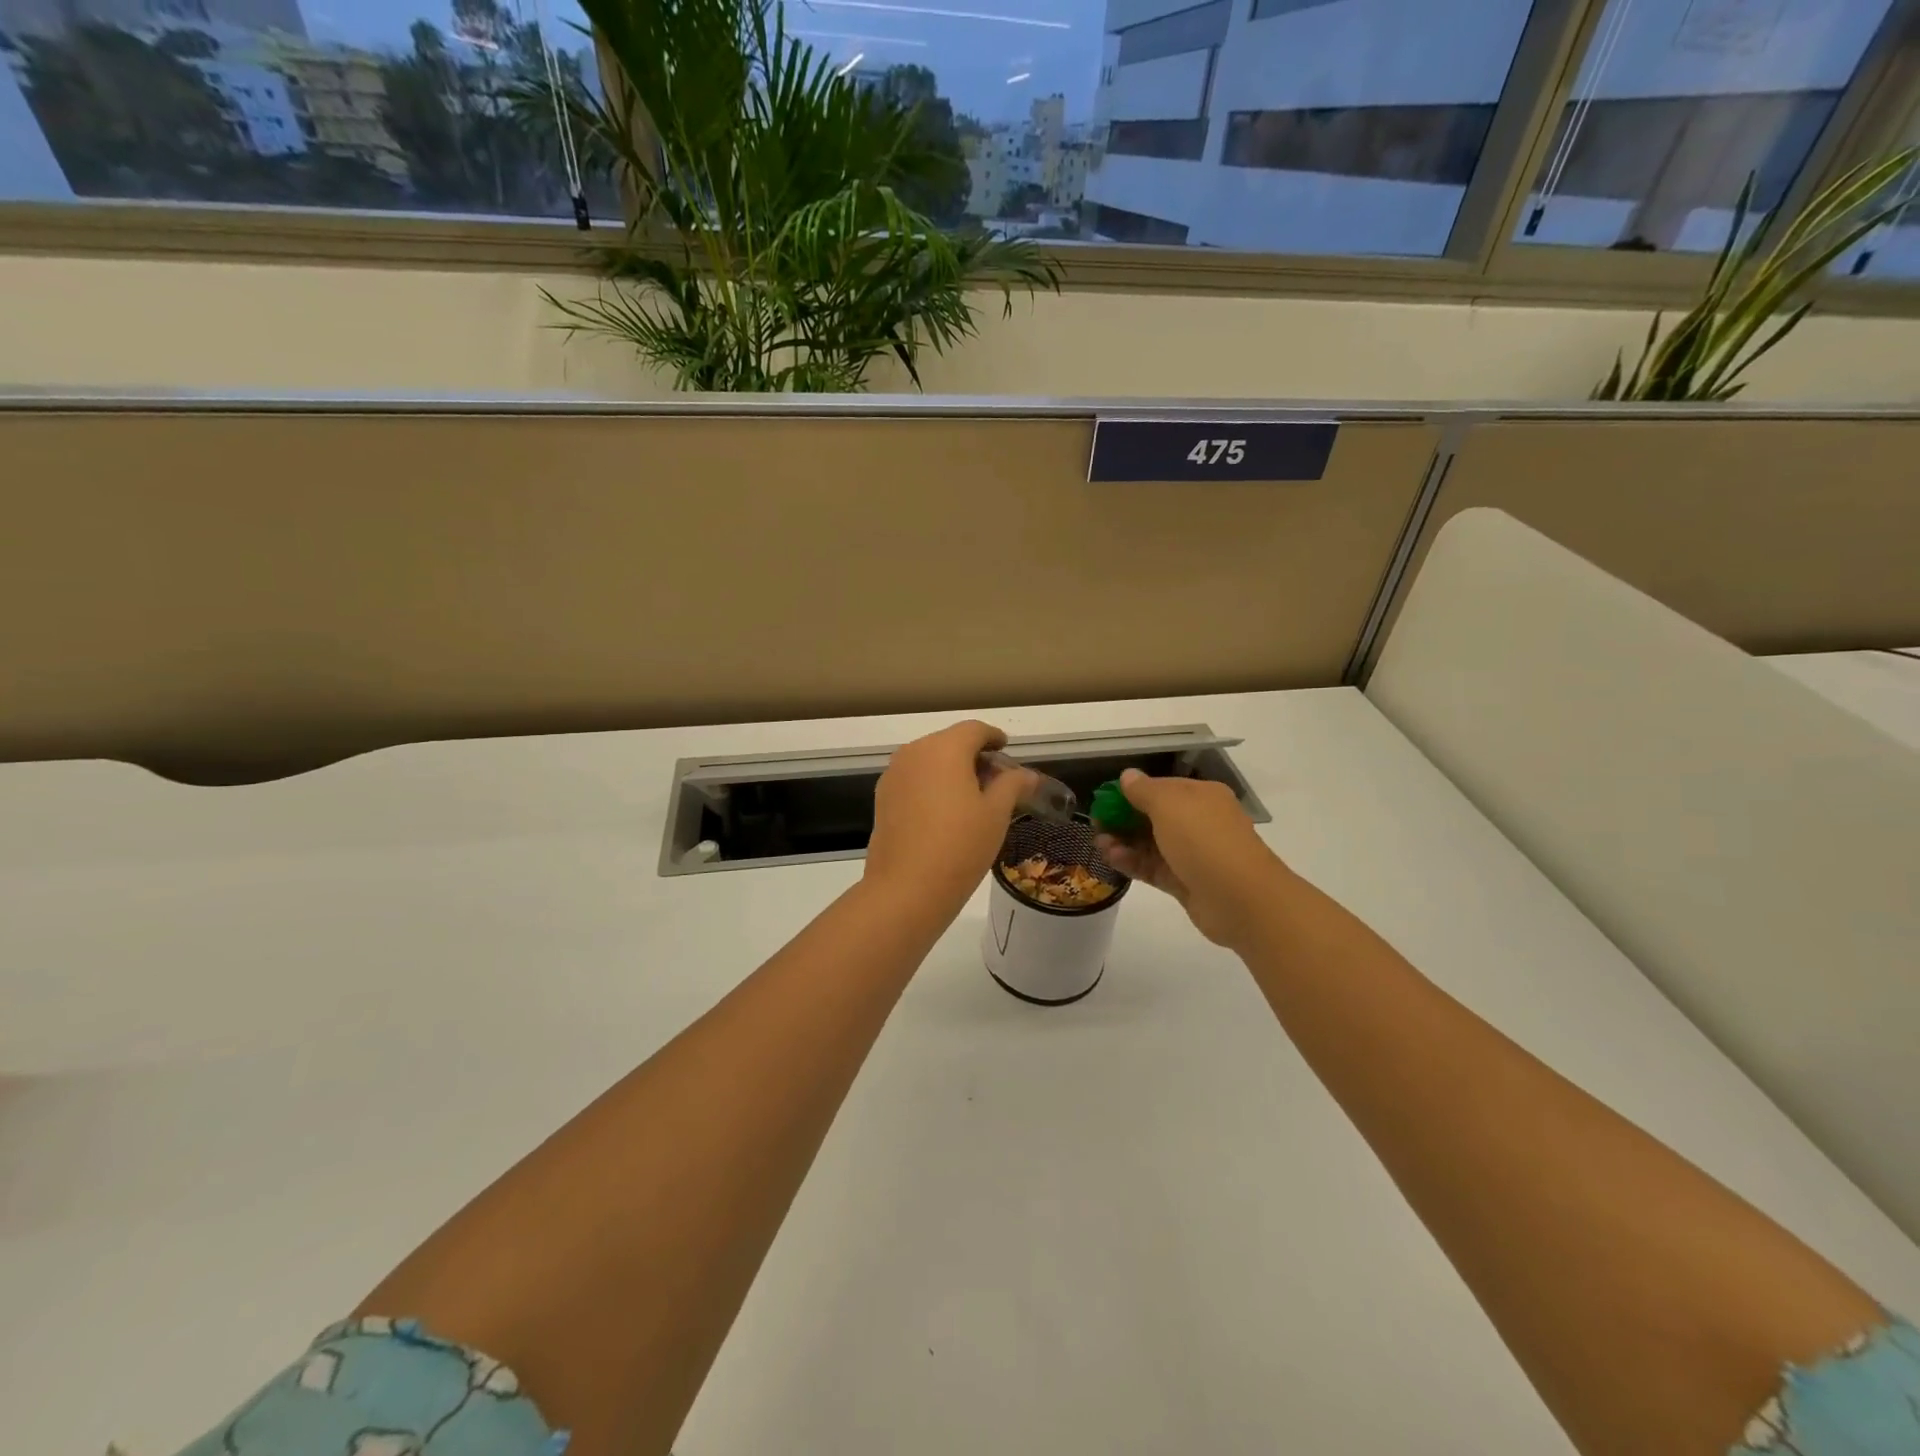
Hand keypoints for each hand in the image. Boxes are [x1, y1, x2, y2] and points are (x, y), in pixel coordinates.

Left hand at [864, 721, 1037, 916]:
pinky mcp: (882, 797)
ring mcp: (893, 774)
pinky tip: (945, 811)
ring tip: (972, 797)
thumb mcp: (996, 814)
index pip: (974, 730)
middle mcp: (914, 752)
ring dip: (951, 769)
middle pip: (949, 742)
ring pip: (929, 760)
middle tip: (995, 779)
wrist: (906, 889)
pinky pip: (913, 779)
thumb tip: (1027, 774)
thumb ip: (1012, 785)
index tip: (1006, 749)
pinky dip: (932, 784)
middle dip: (973, 755)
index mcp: (944, 748)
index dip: (994, 737)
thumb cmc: (960, 846)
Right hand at [1094, 769, 1291, 950]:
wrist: (1240, 898)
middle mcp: (1199, 822)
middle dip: (1123, 818)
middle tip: (1097, 824)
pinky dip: (1133, 862)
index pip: (1161, 788)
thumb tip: (1128, 776)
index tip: (1104, 800)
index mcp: (1201, 796)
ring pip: (1151, 844)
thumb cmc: (1204, 839)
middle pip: (1154, 816)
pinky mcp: (1185, 882)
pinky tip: (1111, 859)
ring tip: (1099, 844)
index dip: (1132, 792)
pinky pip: (1153, 868)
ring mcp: (1193, 854)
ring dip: (1124, 841)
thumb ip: (1144, 790)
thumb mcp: (1169, 803)